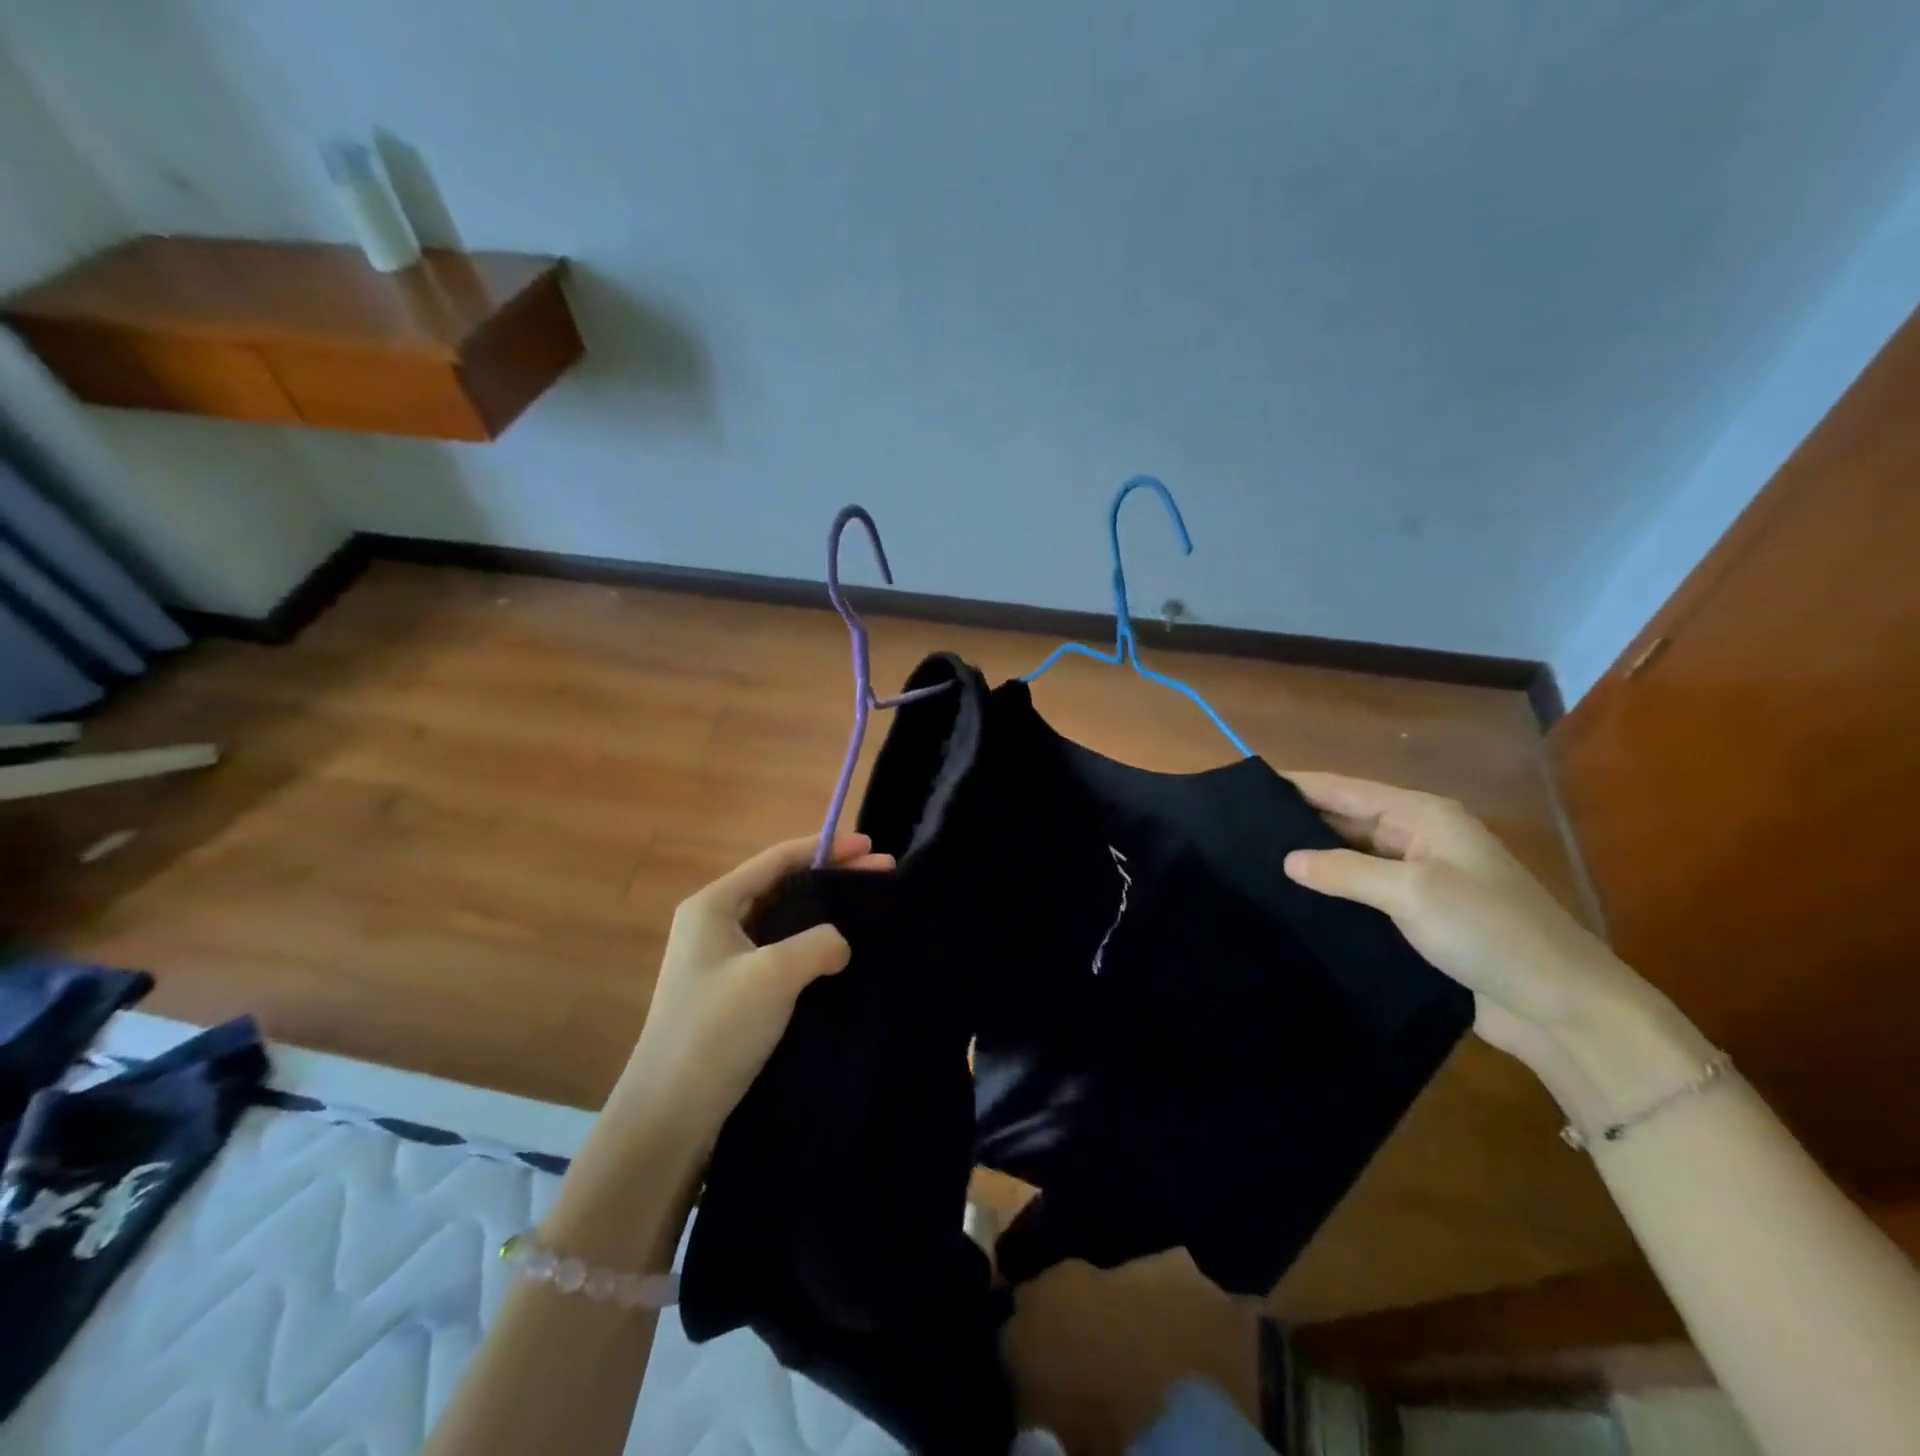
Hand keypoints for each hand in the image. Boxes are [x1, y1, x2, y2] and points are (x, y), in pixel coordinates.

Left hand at [605, 832, 892, 1150]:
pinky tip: (840, 955)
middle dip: (832, 876)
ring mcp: (722, 959)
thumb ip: (819, 943)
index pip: (778, 859)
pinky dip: (812, 945)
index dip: (826, 847)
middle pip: (782, 886)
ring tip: (867, 909)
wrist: (669, 1114)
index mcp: (714, 905)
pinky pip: (780, 952)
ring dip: (824, 912)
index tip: (871, 845)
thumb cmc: (715, 1030)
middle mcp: (715, 924)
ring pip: (783, 920)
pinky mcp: (733, 992)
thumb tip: (840, 943)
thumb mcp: (774, 974)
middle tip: (881, 874)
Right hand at [1280, 772, 1652, 1064]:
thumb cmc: (1490, 931)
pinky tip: (1293, 899)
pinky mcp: (1416, 914)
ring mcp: (1418, 876)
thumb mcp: (1413, 892)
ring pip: (1350, 856)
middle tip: (1238, 830)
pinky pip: (1361, 890)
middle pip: (1344, 818)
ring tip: (1252, 862)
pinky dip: (1330, 890)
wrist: (1560, 1005)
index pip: (1343, 788)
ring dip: (1311, 858)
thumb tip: (1286, 860)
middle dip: (1297, 821)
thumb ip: (1344, 871)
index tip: (1245, 786)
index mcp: (1422, 815)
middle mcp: (1417, 837)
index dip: (1295, 785)